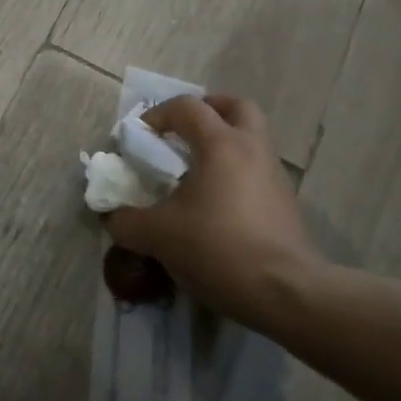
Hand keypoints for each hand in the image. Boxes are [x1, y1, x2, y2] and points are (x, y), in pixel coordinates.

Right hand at [106, 95, 322, 329]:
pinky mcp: (286, 203)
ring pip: (253, 139)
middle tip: (183, 131)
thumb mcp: (157, 236)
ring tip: (197, 171)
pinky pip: (258, 171)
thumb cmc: (217, 248)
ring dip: (226, 143)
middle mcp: (253, 148)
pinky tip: (217, 205)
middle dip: (208, 111)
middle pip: (237, 107)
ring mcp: (275, 175)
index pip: (188, 107)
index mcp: (221, 144)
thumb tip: (113, 216)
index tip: (139, 137)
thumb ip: (126, 221)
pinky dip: (236, 173)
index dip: (158, 115)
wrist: (285, 293)